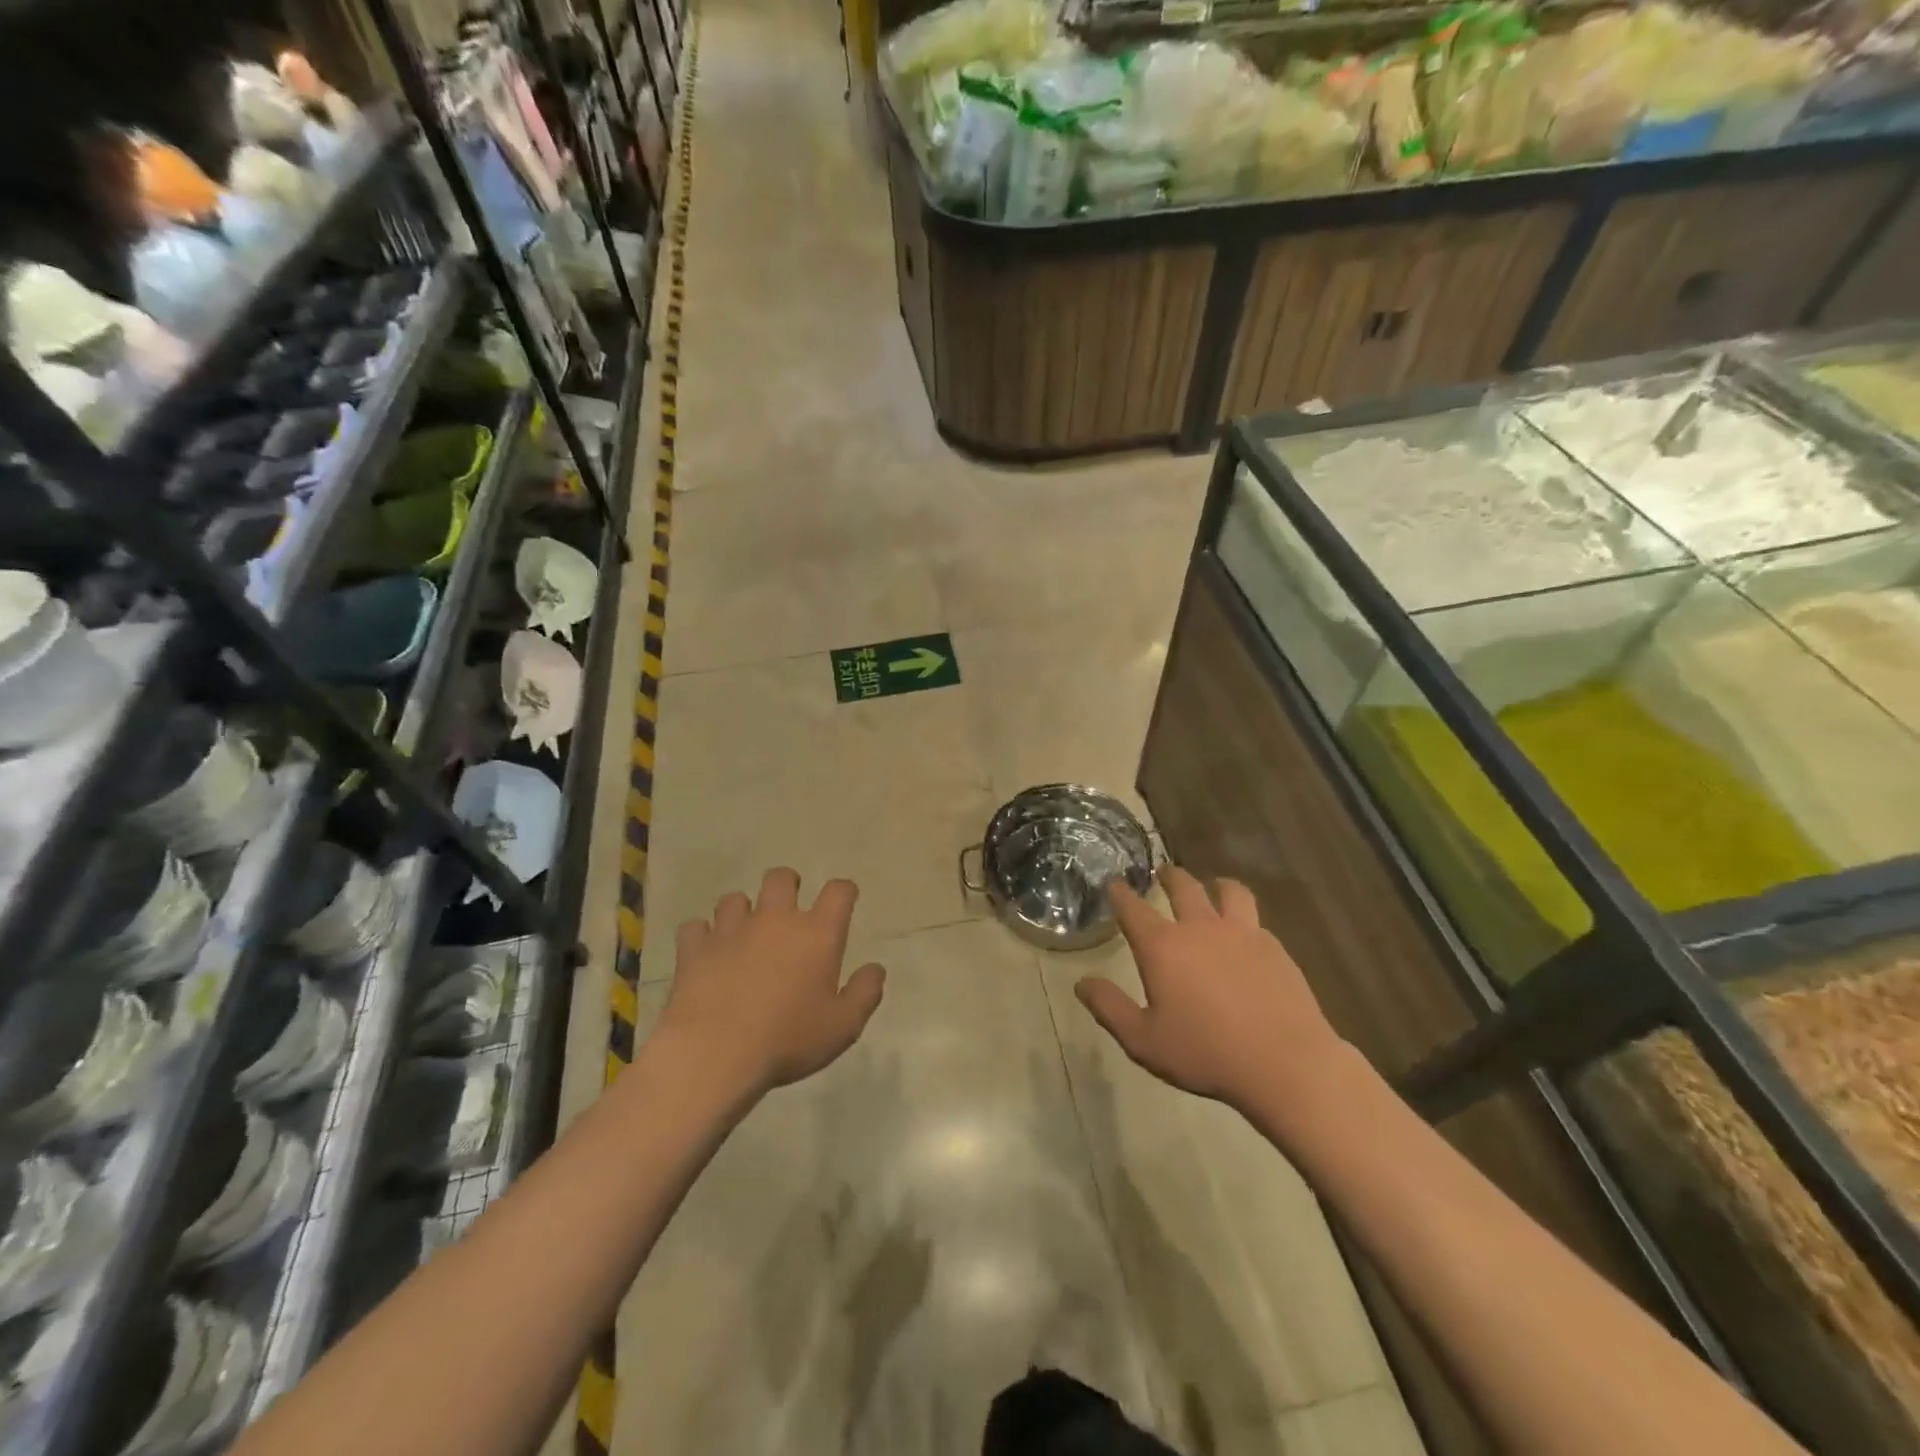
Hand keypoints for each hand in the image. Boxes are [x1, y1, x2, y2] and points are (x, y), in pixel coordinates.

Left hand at [660, 868, 885, 1095]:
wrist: (713, 1053)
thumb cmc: (787, 1040)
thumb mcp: (843, 1027)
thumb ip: (864, 993)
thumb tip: (875, 969)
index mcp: (816, 933)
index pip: (838, 891)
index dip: (844, 891)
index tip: (844, 900)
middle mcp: (775, 919)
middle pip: (781, 878)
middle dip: (787, 886)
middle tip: (788, 910)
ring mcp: (731, 930)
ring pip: (735, 899)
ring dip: (742, 912)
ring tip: (743, 934)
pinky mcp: (695, 948)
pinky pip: (696, 928)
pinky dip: (702, 937)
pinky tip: (706, 953)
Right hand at [1075, 866, 1346, 1114]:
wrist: (1285, 1063)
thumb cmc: (1206, 1053)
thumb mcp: (1144, 1040)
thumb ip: (1109, 1008)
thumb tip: (1082, 984)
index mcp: (1163, 946)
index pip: (1133, 908)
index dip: (1120, 893)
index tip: (1114, 883)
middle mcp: (1199, 927)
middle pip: (1182, 886)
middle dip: (1168, 875)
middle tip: (1162, 872)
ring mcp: (1241, 933)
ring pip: (1228, 890)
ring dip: (1215, 884)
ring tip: (1212, 887)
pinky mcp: (1274, 947)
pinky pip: (1255, 918)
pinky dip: (1243, 916)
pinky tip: (1244, 932)